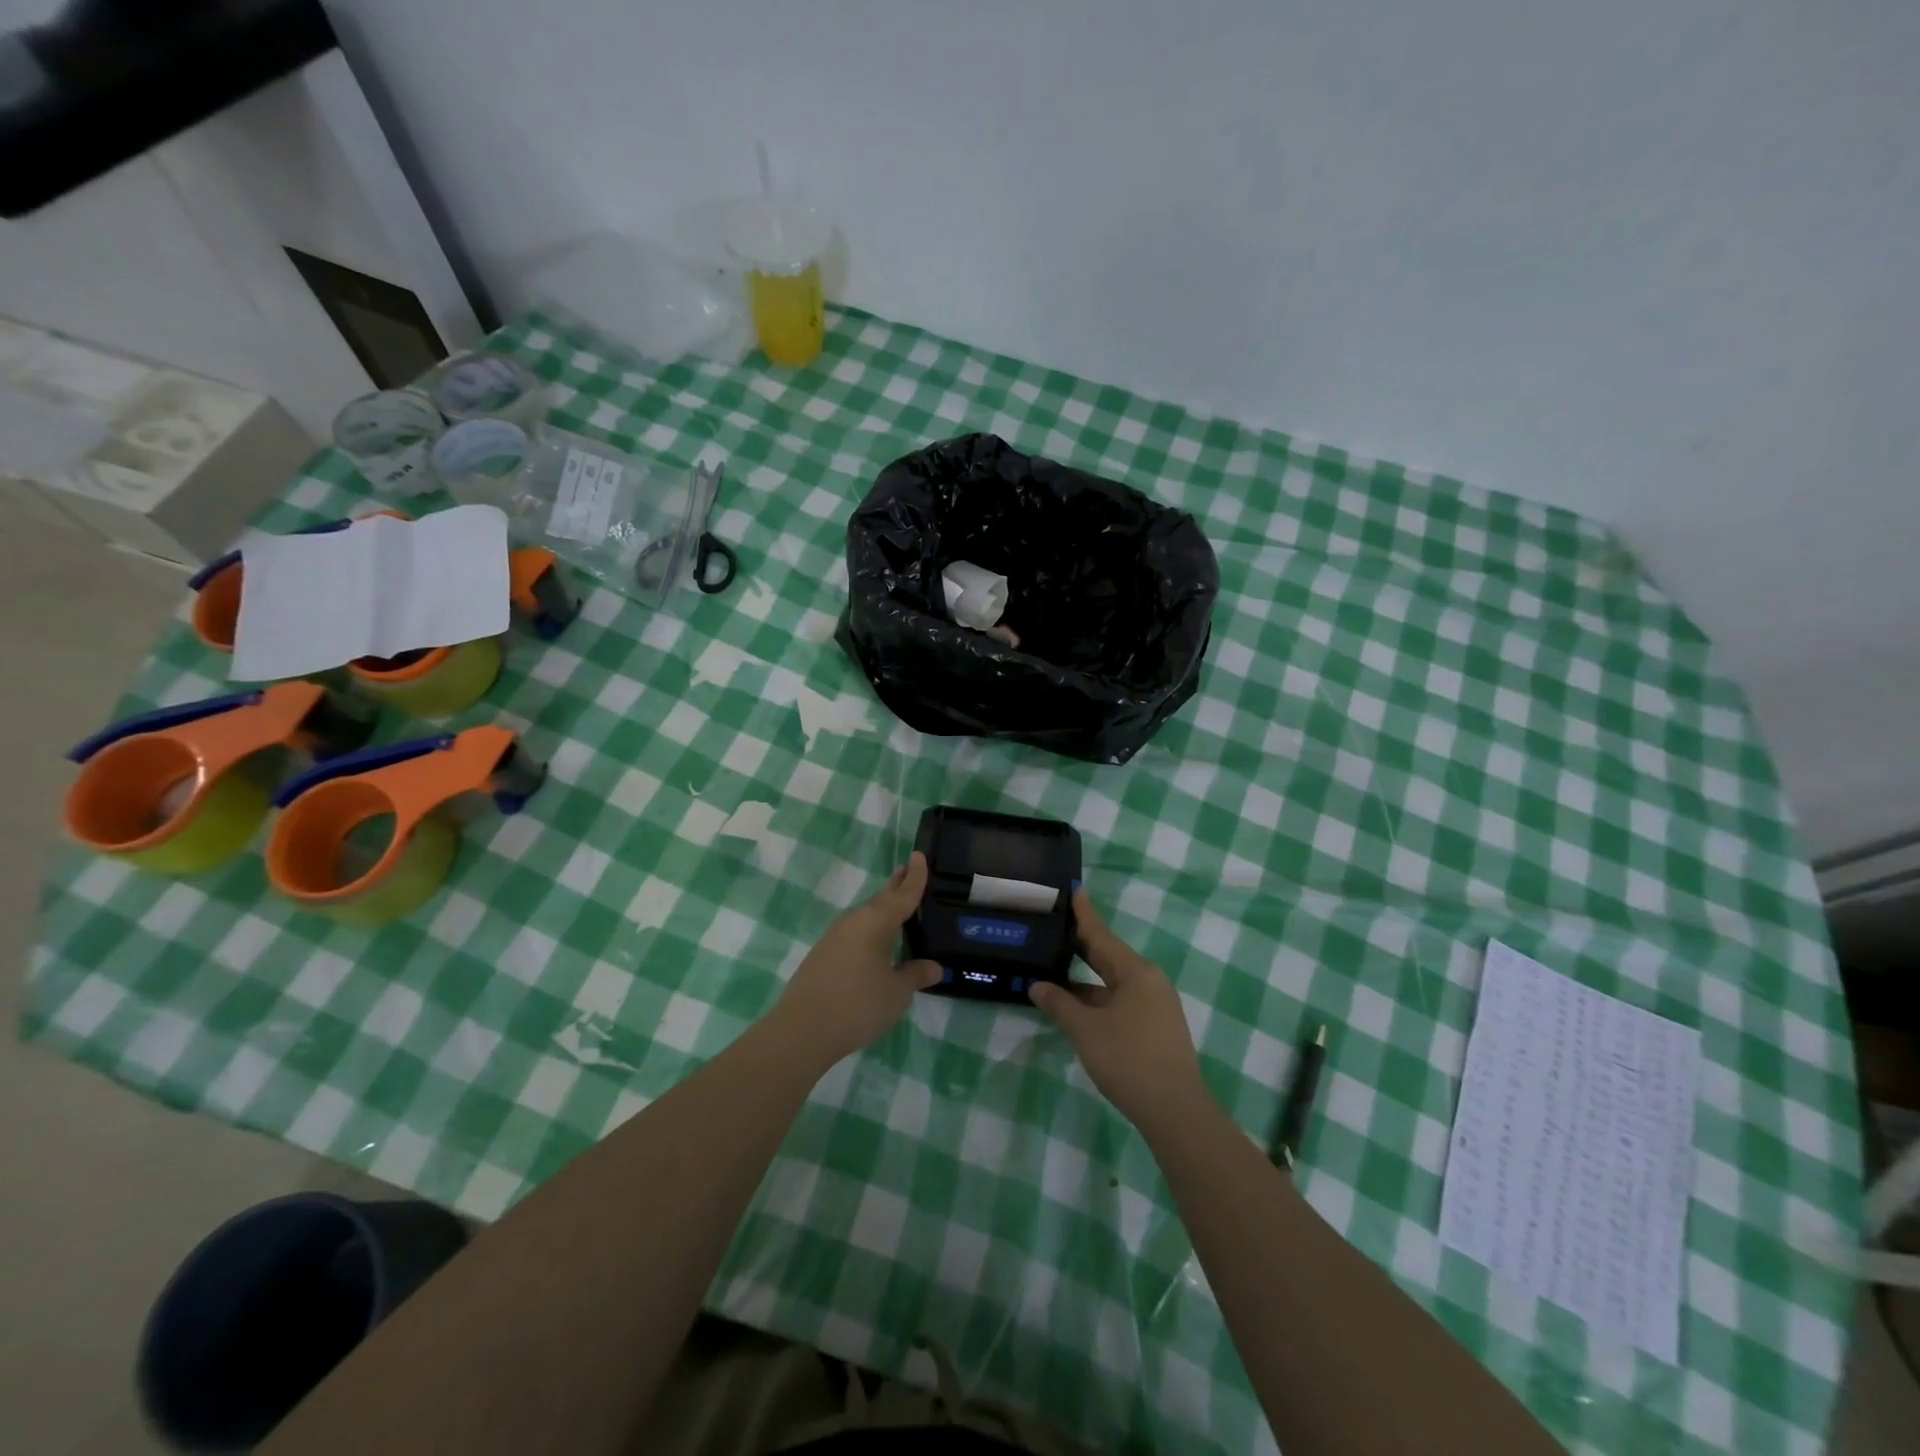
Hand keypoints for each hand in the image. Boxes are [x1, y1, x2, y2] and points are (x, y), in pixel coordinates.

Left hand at [772, 852, 942, 1067]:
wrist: (802, 1030)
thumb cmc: (858, 1005)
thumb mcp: (896, 993)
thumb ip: (915, 975)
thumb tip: (934, 967)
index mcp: (877, 922)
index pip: (903, 894)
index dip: (915, 877)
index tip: (919, 855)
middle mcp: (855, 921)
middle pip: (881, 899)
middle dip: (897, 886)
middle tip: (910, 871)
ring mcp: (835, 937)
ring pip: (866, 915)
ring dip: (883, 909)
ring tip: (899, 910)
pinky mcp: (823, 954)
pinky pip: (854, 932)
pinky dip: (870, 930)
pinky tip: (875, 944)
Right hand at [1029, 888, 1205, 1130]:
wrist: (1175, 1111)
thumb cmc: (1128, 1059)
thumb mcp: (1086, 1030)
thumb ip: (1059, 1004)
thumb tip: (1037, 985)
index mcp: (1136, 972)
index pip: (1102, 935)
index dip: (1084, 914)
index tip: (1074, 889)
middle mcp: (1150, 981)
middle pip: (1109, 957)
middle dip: (1082, 946)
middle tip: (1055, 929)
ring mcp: (1156, 1006)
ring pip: (1114, 983)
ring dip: (1086, 980)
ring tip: (1056, 971)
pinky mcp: (1157, 1029)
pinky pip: (1122, 1002)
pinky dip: (1098, 999)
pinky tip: (1078, 1007)